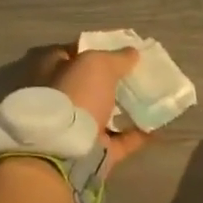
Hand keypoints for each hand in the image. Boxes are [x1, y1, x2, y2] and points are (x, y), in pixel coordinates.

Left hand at [36, 43, 150, 172]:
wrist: (62, 153)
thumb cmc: (74, 96)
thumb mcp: (97, 65)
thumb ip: (116, 57)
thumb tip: (132, 53)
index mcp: (46, 71)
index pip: (69, 53)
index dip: (93, 48)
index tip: (119, 49)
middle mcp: (54, 99)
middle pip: (86, 85)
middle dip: (109, 80)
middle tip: (136, 73)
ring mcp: (70, 128)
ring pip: (101, 114)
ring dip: (122, 108)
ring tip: (150, 98)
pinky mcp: (89, 153)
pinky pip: (117, 141)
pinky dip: (134, 135)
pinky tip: (156, 127)